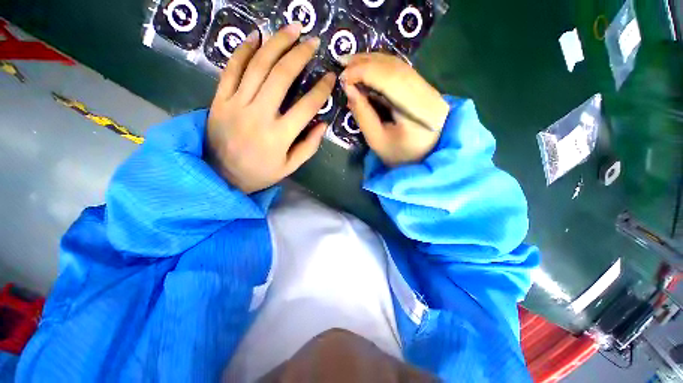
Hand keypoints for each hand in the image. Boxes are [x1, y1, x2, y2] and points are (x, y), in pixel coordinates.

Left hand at [206, 23, 335, 193]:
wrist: (220, 175)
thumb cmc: (260, 173)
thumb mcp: (290, 166)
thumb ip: (309, 146)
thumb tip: (323, 124)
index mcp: (279, 136)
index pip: (306, 106)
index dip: (321, 89)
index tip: (331, 77)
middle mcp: (259, 115)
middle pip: (281, 76)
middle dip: (300, 54)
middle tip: (312, 41)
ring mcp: (236, 104)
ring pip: (258, 66)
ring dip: (276, 43)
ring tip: (292, 29)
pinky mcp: (219, 99)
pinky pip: (231, 69)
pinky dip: (244, 50)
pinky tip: (256, 36)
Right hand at [341, 53, 449, 166]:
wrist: (422, 158)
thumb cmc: (398, 156)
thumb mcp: (377, 140)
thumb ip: (363, 114)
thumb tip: (348, 88)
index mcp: (419, 113)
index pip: (392, 80)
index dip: (365, 72)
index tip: (343, 77)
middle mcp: (429, 94)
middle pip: (396, 68)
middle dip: (367, 63)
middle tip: (343, 64)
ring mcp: (429, 89)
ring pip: (399, 65)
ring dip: (373, 61)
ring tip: (351, 64)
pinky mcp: (425, 89)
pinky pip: (402, 71)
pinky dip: (382, 67)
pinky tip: (367, 67)